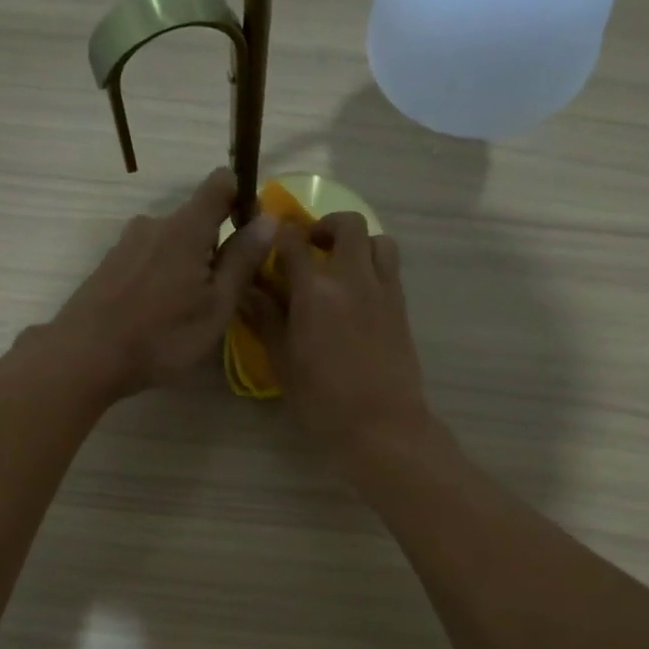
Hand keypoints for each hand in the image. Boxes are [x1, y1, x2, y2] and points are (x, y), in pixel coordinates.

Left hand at [46, 168, 274, 398]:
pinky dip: (163, 274)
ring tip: (188, 308)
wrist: (85, 356)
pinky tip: (159, 312)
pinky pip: (149, 257)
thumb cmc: (162, 336)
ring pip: (172, 241)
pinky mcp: (110, 263)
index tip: (251, 231)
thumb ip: (242, 260)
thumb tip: (269, 218)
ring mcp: (127, 242)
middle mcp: (155, 223)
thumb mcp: (216, 306)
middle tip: (222, 292)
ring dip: (187, 263)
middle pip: (196, 219)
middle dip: (216, 245)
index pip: (220, 183)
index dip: (242, 196)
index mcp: (186, 227)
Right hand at [242, 212, 431, 458]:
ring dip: (358, 243)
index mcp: (315, 290)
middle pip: (346, 224)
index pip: (293, 241)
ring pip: (378, 240)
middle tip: (310, 248)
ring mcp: (382, 289)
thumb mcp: (282, 360)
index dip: (278, 234)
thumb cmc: (322, 399)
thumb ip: (266, 318)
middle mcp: (352, 277)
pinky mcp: (401, 306)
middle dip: (325, 227)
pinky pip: (390, 267)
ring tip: (341, 267)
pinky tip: (359, 294)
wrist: (381, 423)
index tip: (269, 241)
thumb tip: (247, 290)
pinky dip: (374, 265)